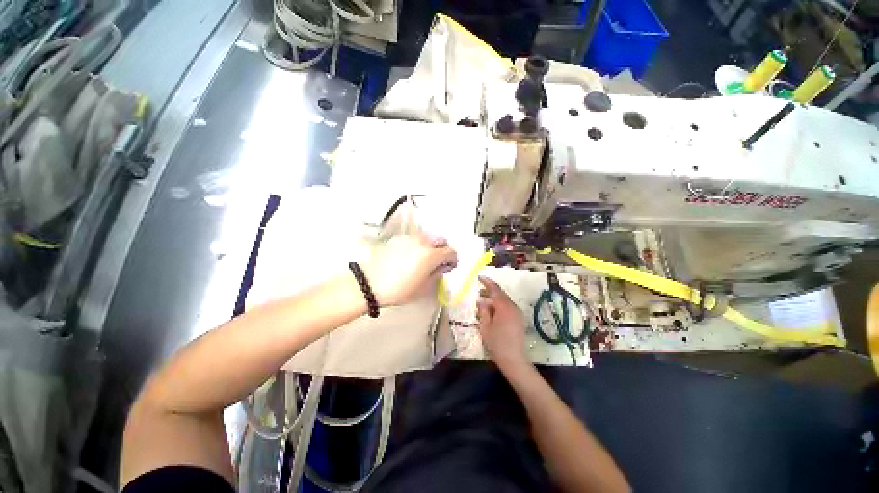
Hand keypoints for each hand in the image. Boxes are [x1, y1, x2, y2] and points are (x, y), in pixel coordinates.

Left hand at [363, 234, 457, 306]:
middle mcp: (422, 242)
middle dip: (443, 249)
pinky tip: (410, 255)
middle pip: (441, 239)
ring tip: (424, 257)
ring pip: (427, 236)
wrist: (370, 284)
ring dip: (430, 245)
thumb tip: (442, 266)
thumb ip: (437, 273)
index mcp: (430, 255)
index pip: (450, 251)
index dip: (452, 259)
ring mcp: (409, 238)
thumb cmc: (398, 290)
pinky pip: (414, 238)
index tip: (448, 265)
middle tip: (438, 260)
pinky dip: (417, 244)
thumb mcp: (423, 287)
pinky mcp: (398, 238)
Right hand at [477, 276, 529, 369]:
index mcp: (504, 307)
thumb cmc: (497, 343)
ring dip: (494, 299)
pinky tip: (492, 311)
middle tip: (479, 291)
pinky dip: (499, 305)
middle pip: (501, 294)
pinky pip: (508, 307)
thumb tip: (482, 300)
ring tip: (483, 301)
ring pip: (505, 301)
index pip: (495, 289)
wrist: (514, 359)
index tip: (479, 277)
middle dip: (490, 291)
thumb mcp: (485, 327)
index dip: (487, 282)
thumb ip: (483, 311)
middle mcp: (513, 307)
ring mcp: (517, 313)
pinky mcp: (519, 319)